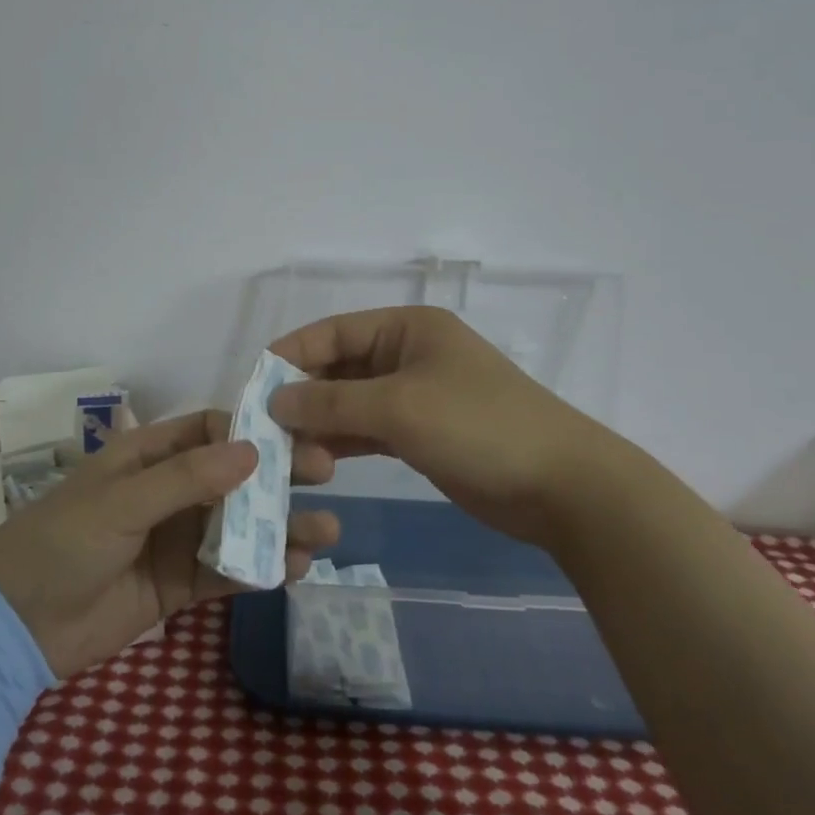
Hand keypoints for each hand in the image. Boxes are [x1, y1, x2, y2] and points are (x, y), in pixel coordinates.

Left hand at [0, 410, 339, 679]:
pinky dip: (259, 568)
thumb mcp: (121, 502)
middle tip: (325, 475)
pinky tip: (294, 569)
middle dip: (277, 476)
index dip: (252, 430)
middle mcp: (168, 490)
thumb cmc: (62, 543)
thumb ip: (186, 479)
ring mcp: (175, 538)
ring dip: (279, 526)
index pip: (210, 429)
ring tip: (326, 532)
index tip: (297, 436)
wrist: (15, 625)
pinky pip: (226, 570)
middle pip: (233, 475)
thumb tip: (253, 451)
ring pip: (238, 524)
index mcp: (148, 455)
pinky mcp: (178, 584)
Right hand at [269, 306, 641, 543]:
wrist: (561, 486)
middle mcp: (408, 354)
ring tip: (282, 449)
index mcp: (407, 328)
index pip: (333, 331)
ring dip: (319, 422)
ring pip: (352, 402)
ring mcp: (417, 395)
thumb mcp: (399, 407)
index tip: (253, 384)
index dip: (291, 354)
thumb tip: (275, 400)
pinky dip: (343, 442)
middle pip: (339, 367)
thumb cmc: (478, 427)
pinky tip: (315, 461)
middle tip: (262, 426)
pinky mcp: (423, 433)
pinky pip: (370, 430)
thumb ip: (331, 403)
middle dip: (303, 394)